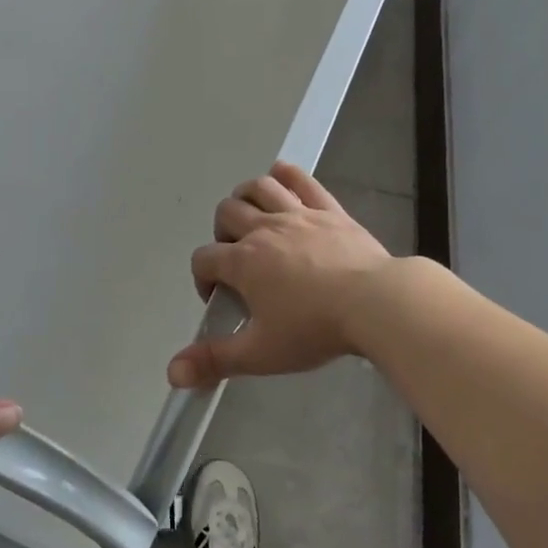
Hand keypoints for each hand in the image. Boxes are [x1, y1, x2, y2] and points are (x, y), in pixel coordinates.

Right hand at [167, 163, 394, 389]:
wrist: (375, 303)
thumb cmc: (315, 329)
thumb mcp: (261, 353)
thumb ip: (215, 361)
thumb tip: (173, 373)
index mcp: (243, 262)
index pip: (204, 258)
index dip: (203, 278)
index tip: (220, 299)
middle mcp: (264, 229)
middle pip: (226, 213)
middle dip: (222, 234)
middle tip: (238, 260)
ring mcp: (298, 214)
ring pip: (259, 188)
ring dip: (246, 198)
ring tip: (252, 219)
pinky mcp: (328, 209)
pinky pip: (301, 180)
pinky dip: (286, 174)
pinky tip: (280, 177)